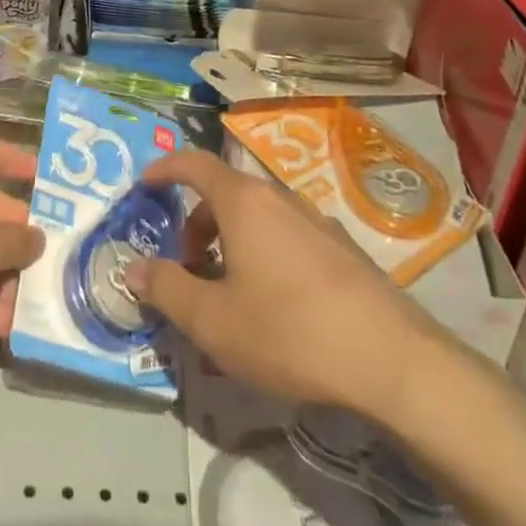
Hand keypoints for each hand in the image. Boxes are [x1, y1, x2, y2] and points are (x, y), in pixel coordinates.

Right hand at [125, 152, 442, 417]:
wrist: (392, 360)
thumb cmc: (288, 332)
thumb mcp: (212, 321)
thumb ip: (167, 288)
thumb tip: (133, 268)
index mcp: (244, 203)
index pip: (195, 164)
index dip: (165, 169)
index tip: (144, 185)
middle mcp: (280, 199)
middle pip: (226, 194)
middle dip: (196, 222)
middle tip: (184, 265)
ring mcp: (316, 222)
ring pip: (258, 218)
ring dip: (230, 241)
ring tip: (226, 292)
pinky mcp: (343, 250)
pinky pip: (287, 237)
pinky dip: (263, 253)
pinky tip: (273, 306)